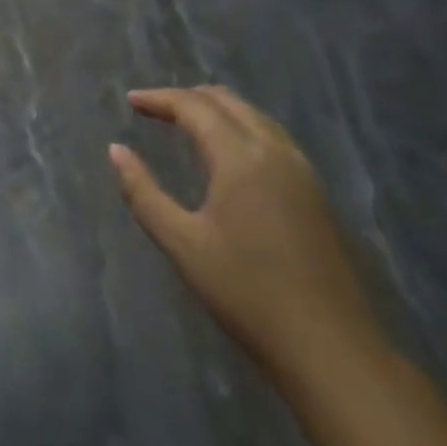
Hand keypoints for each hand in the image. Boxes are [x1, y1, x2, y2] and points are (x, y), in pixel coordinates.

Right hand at [110, 86, 384, 388]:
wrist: (330, 347)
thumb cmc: (246, 292)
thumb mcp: (181, 243)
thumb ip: (143, 192)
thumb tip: (116, 151)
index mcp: (241, 158)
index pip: (195, 107)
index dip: (160, 98)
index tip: (131, 100)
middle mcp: (276, 152)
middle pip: (229, 102)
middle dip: (188, 98)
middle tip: (154, 108)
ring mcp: (302, 172)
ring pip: (255, 118)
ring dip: (217, 110)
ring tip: (185, 122)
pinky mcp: (315, 194)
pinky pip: (272, 138)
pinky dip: (240, 129)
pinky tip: (227, 154)